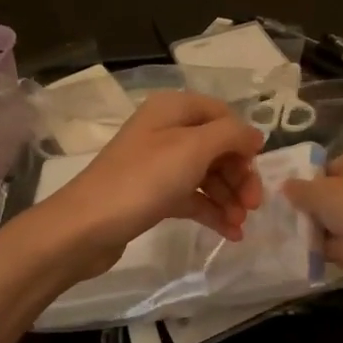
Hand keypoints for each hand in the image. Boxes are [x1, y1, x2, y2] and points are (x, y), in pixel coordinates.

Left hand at [30, 92, 265, 275]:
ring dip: (229, 197)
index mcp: (173, 109)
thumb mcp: (193, 148)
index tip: (256, 170)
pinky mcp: (154, 195)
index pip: (222, 115)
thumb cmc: (143, 180)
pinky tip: (231, 233)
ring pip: (207, 175)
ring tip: (241, 224)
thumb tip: (255, 136)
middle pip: (217, 147)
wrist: (86, 227)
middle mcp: (166, 131)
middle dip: (239, 175)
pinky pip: (193, 198)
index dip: (243, 141)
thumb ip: (231, 135)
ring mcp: (159, 164)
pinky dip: (213, 212)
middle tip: (254, 205)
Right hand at [282, 146, 342, 291]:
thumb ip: (299, 190)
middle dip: (299, 207)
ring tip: (270, 233)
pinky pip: (330, 244)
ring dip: (304, 229)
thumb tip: (284, 185)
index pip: (320, 167)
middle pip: (322, 195)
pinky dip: (313, 248)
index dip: (298, 179)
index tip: (273, 192)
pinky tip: (286, 251)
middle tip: (267, 215)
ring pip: (325, 220)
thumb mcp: (322, 192)